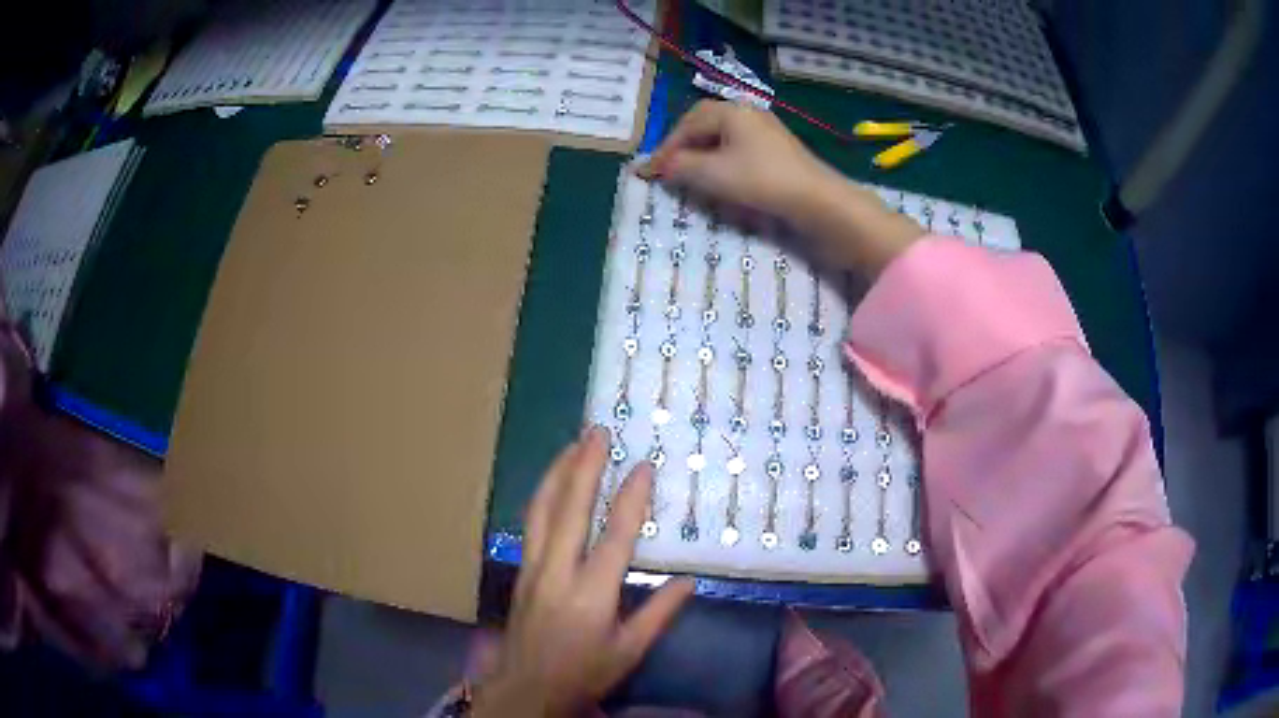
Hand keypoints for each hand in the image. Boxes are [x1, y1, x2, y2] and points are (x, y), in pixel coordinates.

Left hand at [473, 427, 694, 716]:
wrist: (526, 687)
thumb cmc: (583, 673)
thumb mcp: (630, 651)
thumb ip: (659, 613)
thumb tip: (690, 580)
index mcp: (591, 594)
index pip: (614, 536)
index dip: (630, 498)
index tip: (643, 465)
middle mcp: (558, 573)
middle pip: (569, 509)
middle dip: (584, 466)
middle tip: (598, 431)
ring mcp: (533, 568)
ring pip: (541, 510)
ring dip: (558, 472)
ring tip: (573, 443)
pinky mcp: (521, 570)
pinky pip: (531, 523)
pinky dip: (543, 495)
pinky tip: (552, 482)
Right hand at [640, 100, 922, 279]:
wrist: (816, 200)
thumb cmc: (761, 180)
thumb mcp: (712, 174)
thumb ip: (679, 167)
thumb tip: (657, 166)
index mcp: (731, 111)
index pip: (688, 123)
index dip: (667, 146)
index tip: (652, 170)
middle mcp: (749, 113)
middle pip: (705, 123)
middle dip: (684, 145)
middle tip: (670, 167)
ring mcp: (766, 130)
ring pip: (723, 136)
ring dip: (703, 153)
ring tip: (692, 174)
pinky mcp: (778, 150)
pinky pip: (740, 147)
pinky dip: (722, 159)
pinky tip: (722, 177)